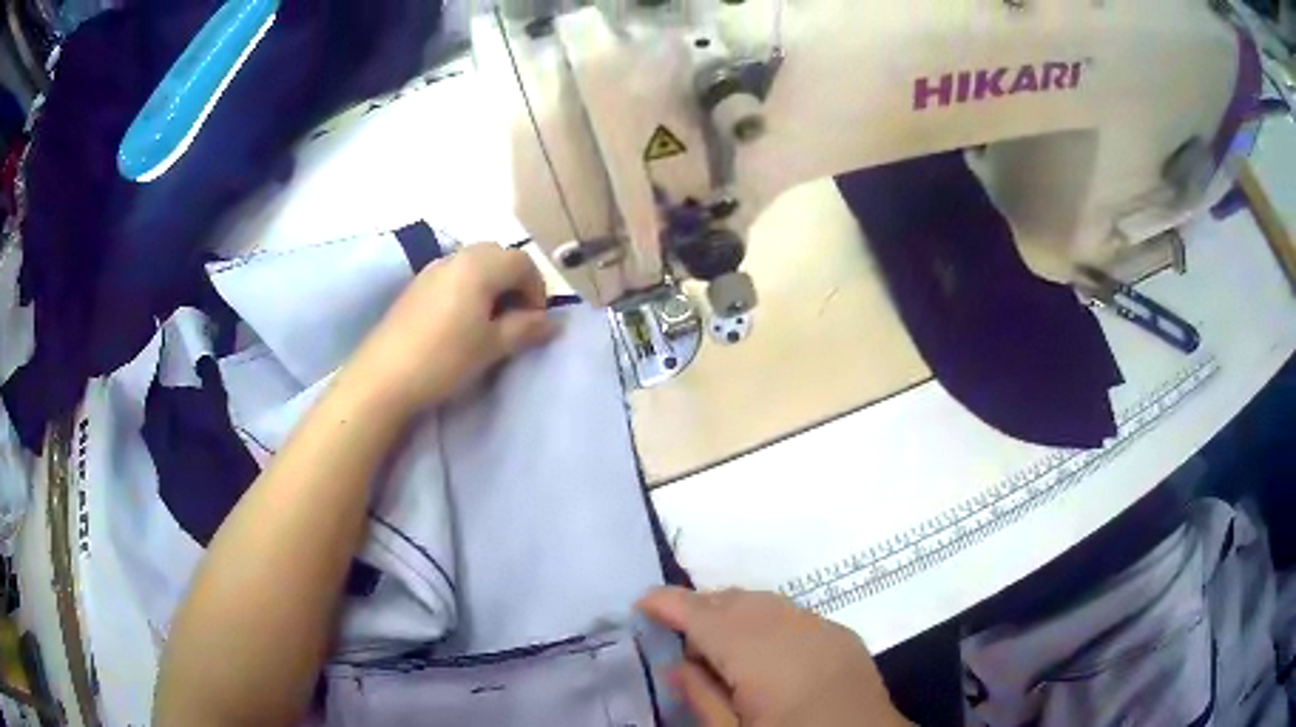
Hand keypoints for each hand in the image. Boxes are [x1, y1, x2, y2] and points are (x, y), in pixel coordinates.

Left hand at [345, 244, 556, 414]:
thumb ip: (526, 329)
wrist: (384, 377)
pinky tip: (461, 323)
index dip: (537, 290)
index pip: (523, 262)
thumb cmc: (445, 358)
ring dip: (491, 286)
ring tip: (489, 323)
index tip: (535, 322)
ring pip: (474, 265)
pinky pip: (453, 276)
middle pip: (498, 256)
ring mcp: (432, 269)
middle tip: (516, 319)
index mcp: (480, 265)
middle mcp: (456, 256)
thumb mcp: (492, 346)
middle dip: (515, 283)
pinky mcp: (416, 286)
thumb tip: (553, 323)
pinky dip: (468, 290)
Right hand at [638, 588, 908, 726]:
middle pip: (734, 600)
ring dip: (732, 609)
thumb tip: (676, 664)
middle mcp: (791, 627)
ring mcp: (822, 627)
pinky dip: (765, 617)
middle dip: (700, 605)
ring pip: (764, 601)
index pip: (702, 615)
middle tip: (674, 627)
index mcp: (758, 654)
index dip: (669, 603)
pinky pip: (792, 612)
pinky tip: (759, 644)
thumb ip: (702, 697)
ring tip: (713, 637)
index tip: (641, 601)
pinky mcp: (841, 634)